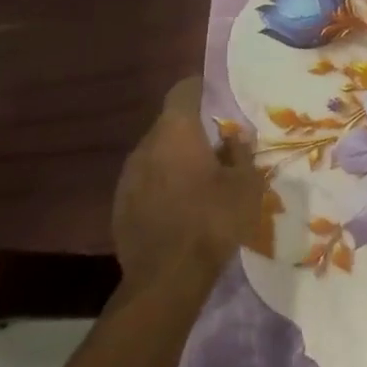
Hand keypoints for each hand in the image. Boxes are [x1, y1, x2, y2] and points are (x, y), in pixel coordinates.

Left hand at [112, 78, 267, 286]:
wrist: (167, 278)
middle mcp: (146, 147)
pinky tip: (182, 202)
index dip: (200, 88)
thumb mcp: (246, 183)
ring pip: (156, 153)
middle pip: (168, 123)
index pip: (183, 91)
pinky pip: (145, 180)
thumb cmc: (214, 220)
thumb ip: (241, 152)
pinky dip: (163, 182)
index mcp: (177, 133)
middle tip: (218, 141)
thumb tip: (235, 135)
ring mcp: (127, 177)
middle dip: (192, 128)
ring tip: (202, 174)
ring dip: (176, 157)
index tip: (218, 95)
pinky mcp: (119, 205)